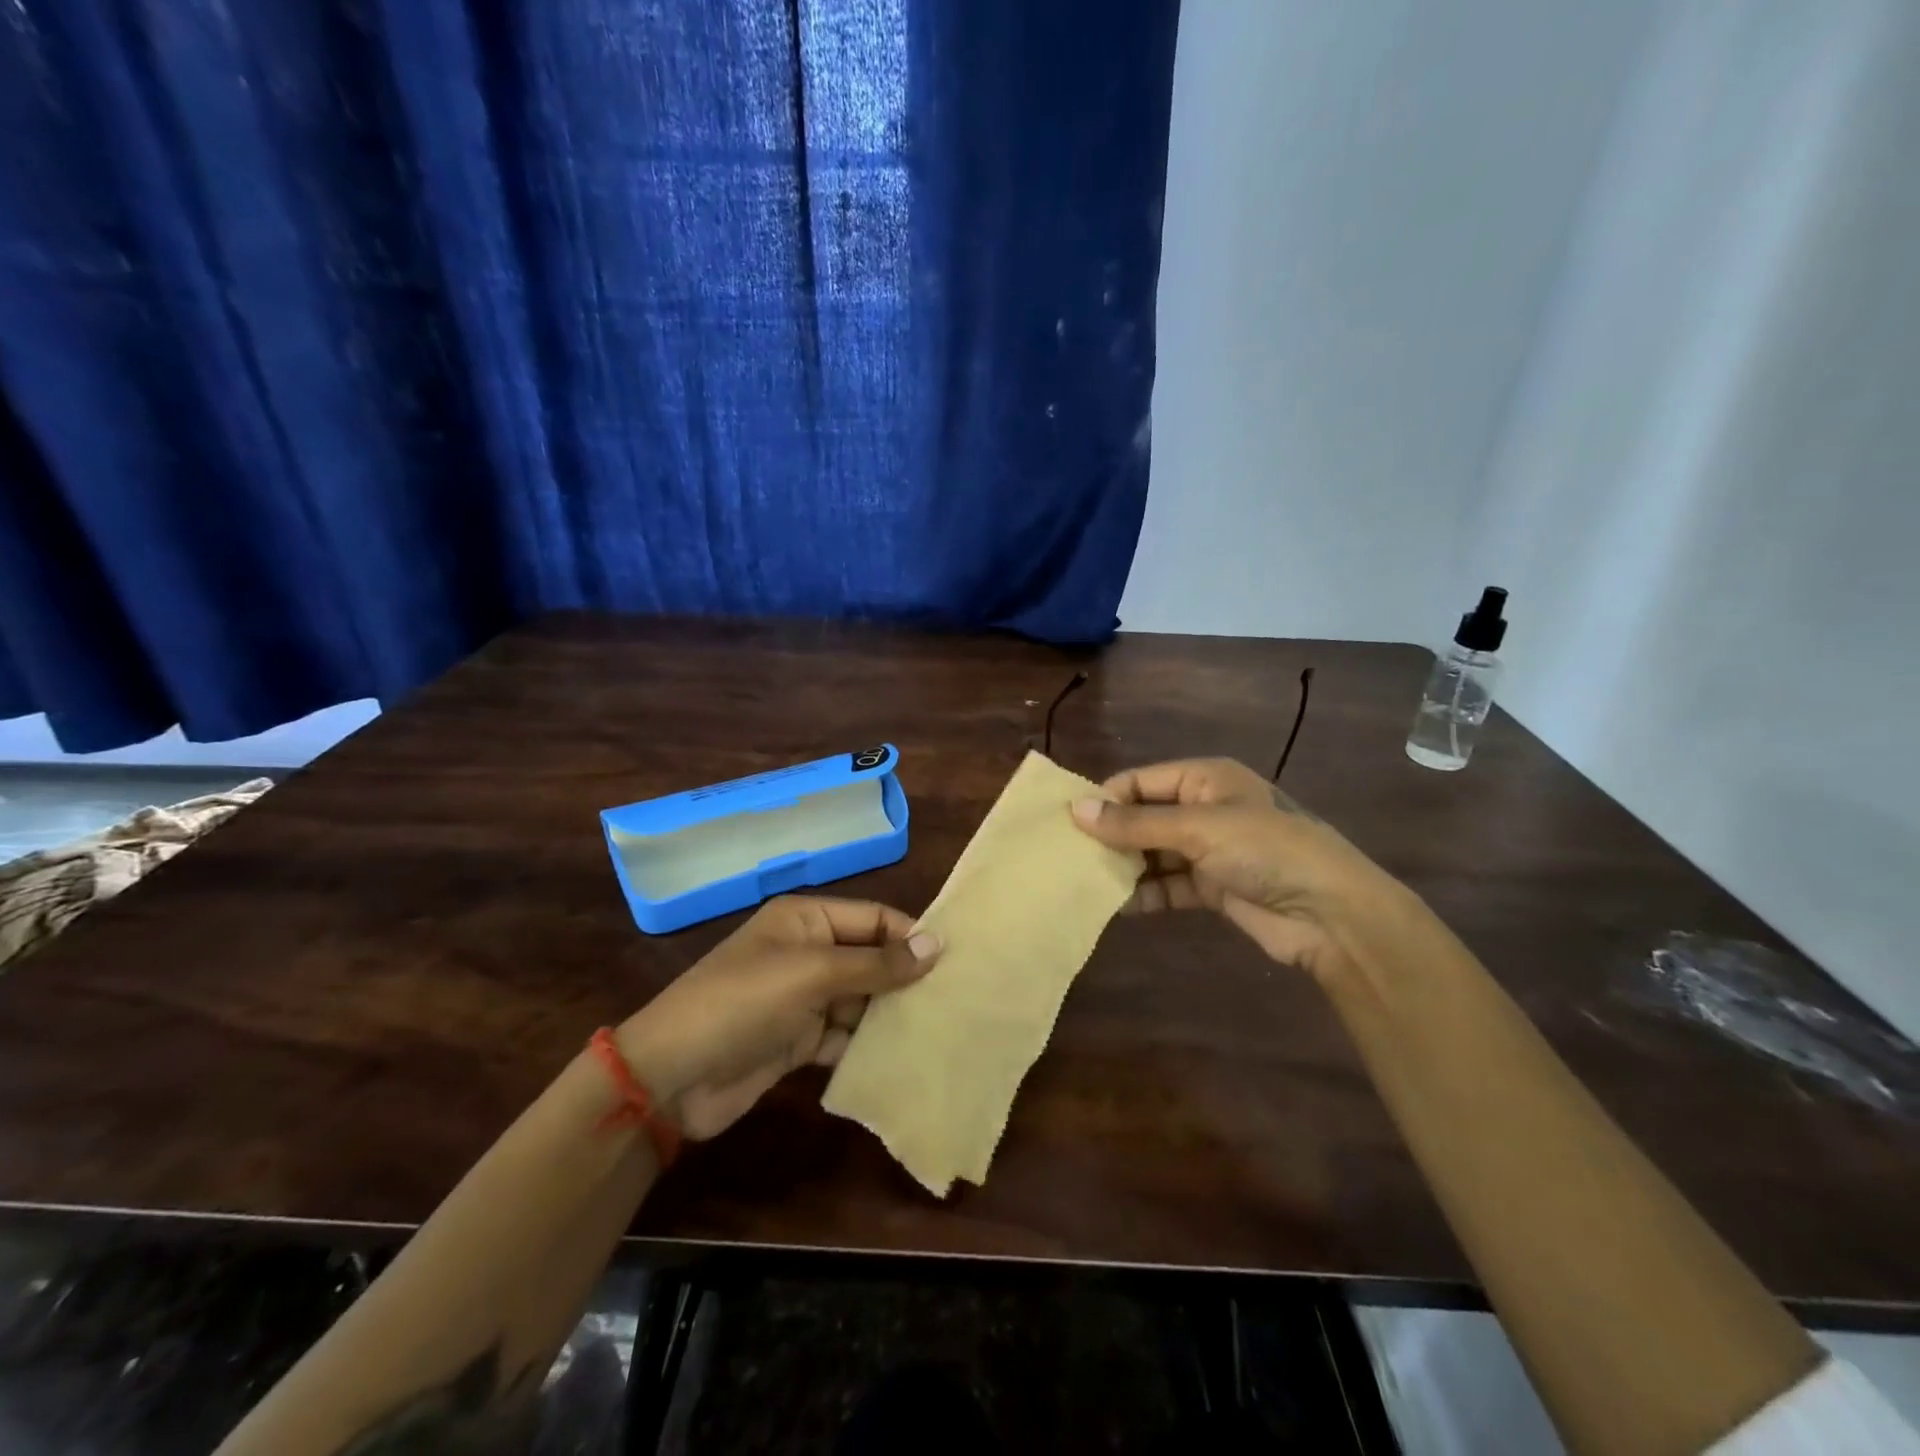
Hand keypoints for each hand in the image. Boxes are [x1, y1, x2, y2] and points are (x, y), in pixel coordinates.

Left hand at [617, 897, 938, 1140]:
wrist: (672, 1077)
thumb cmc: (743, 1003)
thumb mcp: (811, 974)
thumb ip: (875, 963)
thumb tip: (936, 945)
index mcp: (806, 920)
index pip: (873, 918)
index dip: (910, 936)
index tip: (954, 961)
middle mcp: (808, 952)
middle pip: (870, 959)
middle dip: (906, 978)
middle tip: (956, 999)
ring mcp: (803, 999)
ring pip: (861, 999)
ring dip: (891, 1014)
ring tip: (940, 1029)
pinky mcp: (799, 1041)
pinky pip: (844, 1036)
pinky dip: (867, 1045)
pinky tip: (901, 1058)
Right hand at [1069, 757, 1424, 981]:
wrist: (1331, 915)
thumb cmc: (1266, 851)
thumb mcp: (1198, 828)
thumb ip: (1135, 823)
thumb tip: (1076, 810)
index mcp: (1205, 779)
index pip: (1141, 781)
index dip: (1105, 799)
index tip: (1066, 823)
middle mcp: (1204, 809)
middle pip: (1144, 817)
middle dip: (1111, 836)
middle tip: (1068, 857)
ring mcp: (1209, 850)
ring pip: (1153, 853)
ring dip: (1125, 867)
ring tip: (1084, 883)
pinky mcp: (1213, 887)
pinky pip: (1168, 885)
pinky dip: (1145, 894)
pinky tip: (1117, 907)